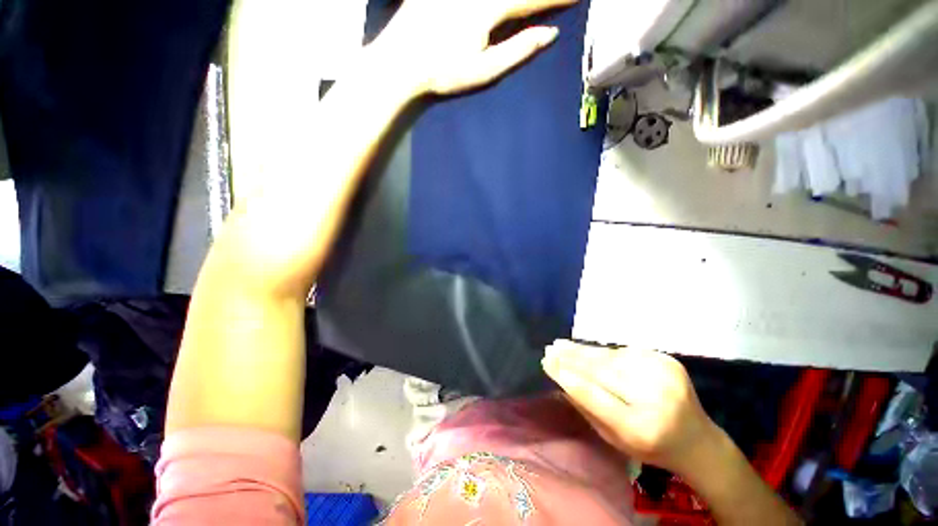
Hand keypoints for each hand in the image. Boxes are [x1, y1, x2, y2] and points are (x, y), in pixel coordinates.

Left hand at [375, 0, 576, 94]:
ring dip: (519, 0)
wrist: (399, 68)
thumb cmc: (444, 77)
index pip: (535, 0)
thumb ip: (519, 51)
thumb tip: (552, 34)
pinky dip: (499, 3)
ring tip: (530, 6)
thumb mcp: (486, 73)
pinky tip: (498, 9)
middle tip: (563, 0)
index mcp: (491, 10)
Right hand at [543, 340, 721, 475]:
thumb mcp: (614, 439)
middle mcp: (656, 398)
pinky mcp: (668, 361)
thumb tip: (561, 379)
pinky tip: (588, 351)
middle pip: (603, 371)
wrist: (698, 440)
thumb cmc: (650, 447)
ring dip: (583, 350)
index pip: (595, 396)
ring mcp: (665, 374)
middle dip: (572, 358)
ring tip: (561, 344)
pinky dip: (604, 352)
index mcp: (641, 428)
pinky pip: (625, 352)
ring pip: (612, 356)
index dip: (568, 377)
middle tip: (550, 349)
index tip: (547, 363)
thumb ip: (587, 409)